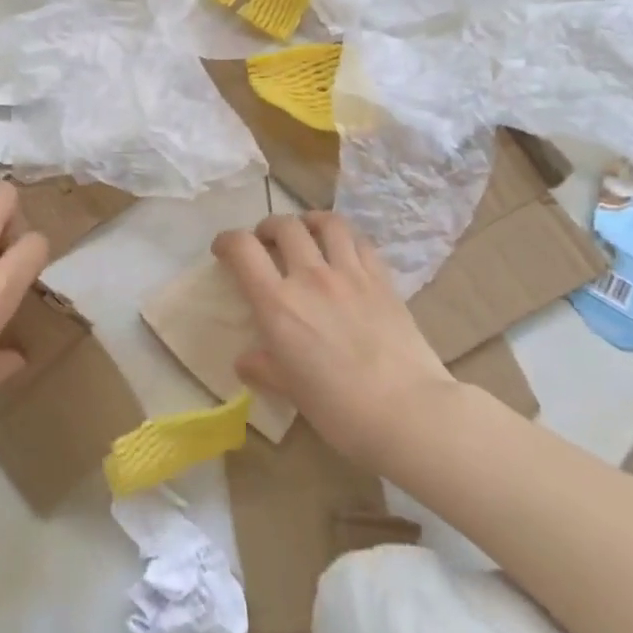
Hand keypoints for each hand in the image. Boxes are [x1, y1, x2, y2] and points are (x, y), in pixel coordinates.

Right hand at [213, 212, 453, 467]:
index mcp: (278, 304)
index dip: (227, 240)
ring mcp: (350, 273)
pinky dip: (346, 238)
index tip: (223, 249)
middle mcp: (310, 277)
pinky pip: (360, 242)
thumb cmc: (340, 409)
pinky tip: (345, 251)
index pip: (243, 249)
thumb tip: (245, 361)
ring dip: (309, 221)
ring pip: (326, 223)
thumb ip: (265, 368)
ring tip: (307, 232)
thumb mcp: (292, 391)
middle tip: (266, 241)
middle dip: (269, 227)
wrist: (408, 411)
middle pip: (284, 226)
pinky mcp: (382, 279)